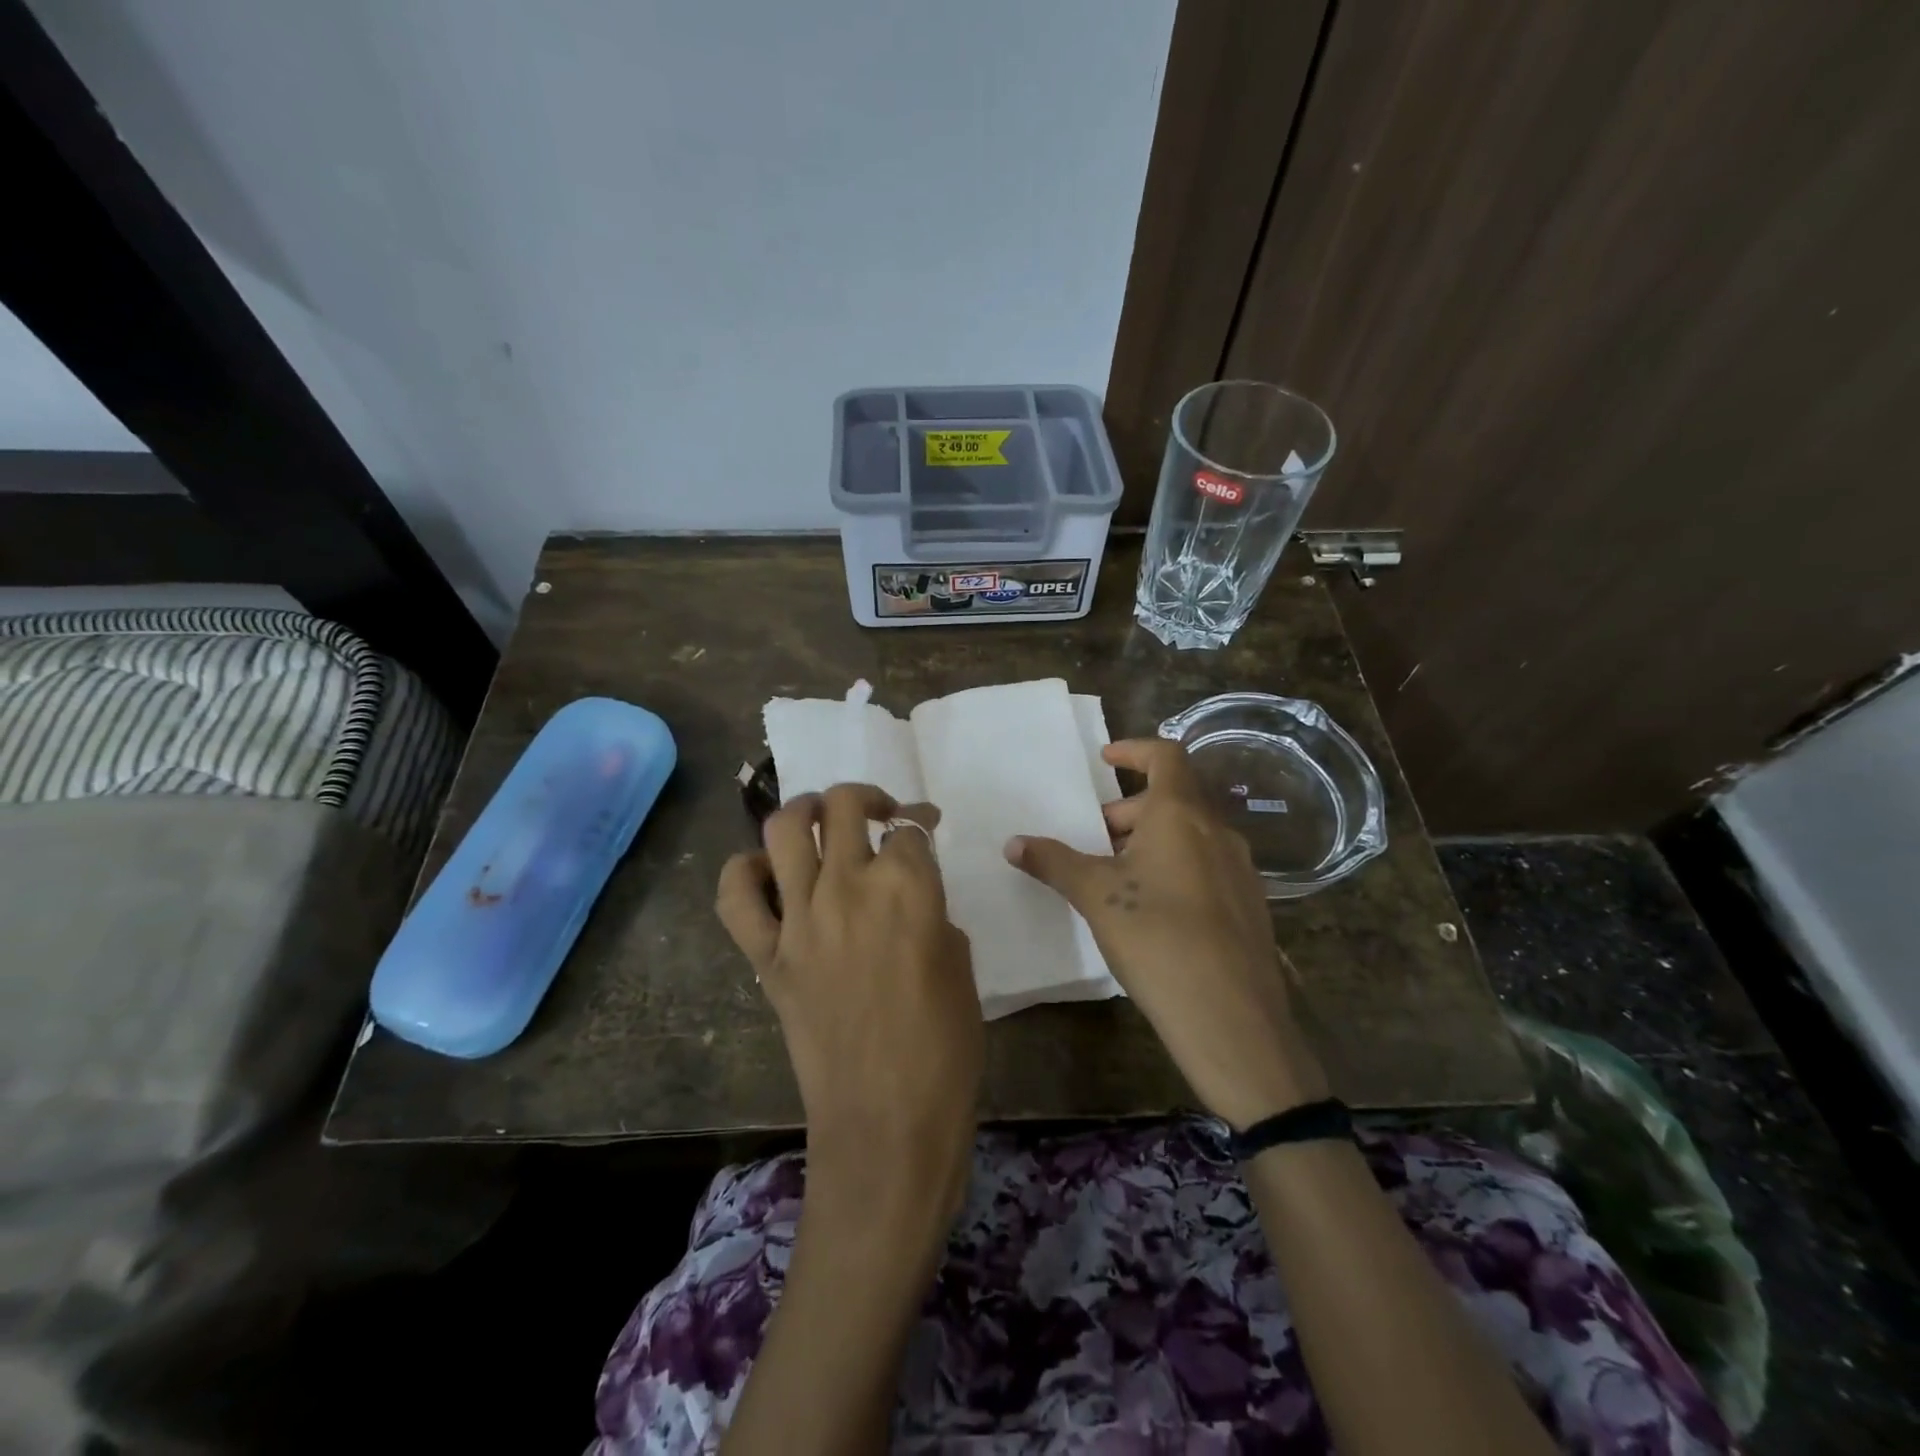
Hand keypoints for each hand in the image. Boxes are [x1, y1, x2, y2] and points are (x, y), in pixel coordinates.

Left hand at [716, 784, 981, 1224]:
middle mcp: (849, 887)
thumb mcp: (960, 967)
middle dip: (865, 798)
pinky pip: (736, 895)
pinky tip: (769, 873)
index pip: (909, 828)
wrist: (887, 1125)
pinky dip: (746, 871)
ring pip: (784, 828)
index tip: (925, 826)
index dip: (920, 821)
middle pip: (843, 805)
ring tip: (822, 823)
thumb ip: (932, 916)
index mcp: (908, 888)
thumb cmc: (944, 1050)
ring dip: (805, 810)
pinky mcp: (767, 956)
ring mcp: (800, 919)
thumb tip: (911, 901)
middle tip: (879, 815)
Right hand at [1004, 739, 1328, 1128]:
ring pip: (1189, 834)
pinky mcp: (1249, 905)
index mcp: (1182, 814)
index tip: (1104, 759)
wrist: (1233, 1018)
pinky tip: (1152, 910)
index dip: (1134, 749)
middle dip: (1128, 811)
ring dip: (1151, 840)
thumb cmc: (1157, 938)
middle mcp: (1217, 831)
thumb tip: (1013, 843)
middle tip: (1093, 839)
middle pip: (1172, 798)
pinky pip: (1206, 865)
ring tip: (1116, 877)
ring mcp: (1240, 869)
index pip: (1166, 755)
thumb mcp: (1096, 896)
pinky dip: (1175, 866)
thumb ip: (1054, 862)